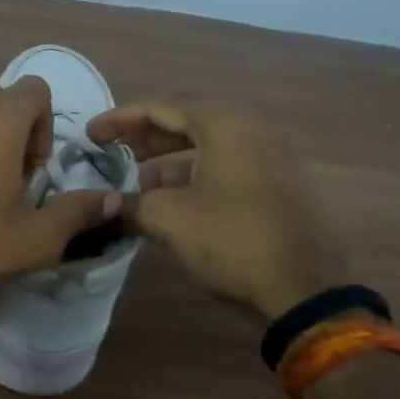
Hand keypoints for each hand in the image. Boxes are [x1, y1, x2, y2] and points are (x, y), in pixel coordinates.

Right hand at [87, 98, 346, 319]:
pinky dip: (195, 174)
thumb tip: (106, 205)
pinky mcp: (281, 185)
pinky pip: (228, 165)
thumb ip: (130, 203)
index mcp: (226, 125)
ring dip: (169, 158)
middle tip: (113, 153)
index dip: (121, 119)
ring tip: (138, 183)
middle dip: (146, 136)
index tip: (92, 135)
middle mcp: (253, 130)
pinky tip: (173, 201)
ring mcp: (273, 158)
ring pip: (209, 145)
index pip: (163, 107)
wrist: (307, 291)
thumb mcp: (168, 219)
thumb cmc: (232, 240)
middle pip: (188, 120)